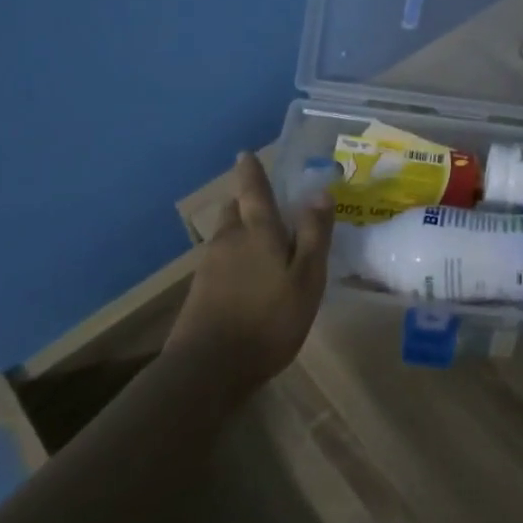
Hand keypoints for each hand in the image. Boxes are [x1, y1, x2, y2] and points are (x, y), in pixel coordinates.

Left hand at [170, 153, 334, 389]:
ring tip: (261, 238)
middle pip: (234, 210)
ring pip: (226, 234)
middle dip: (246, 201)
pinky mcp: (200, 291)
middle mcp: (229, 240)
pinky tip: (247, 274)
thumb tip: (321, 192)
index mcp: (257, 232)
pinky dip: (235, 255)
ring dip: (240, 229)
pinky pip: (221, 259)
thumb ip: (314, 235)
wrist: (208, 368)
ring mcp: (210, 266)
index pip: (253, 190)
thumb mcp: (306, 278)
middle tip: (264, 200)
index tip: (245, 154)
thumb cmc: (268, 320)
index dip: (251, 171)